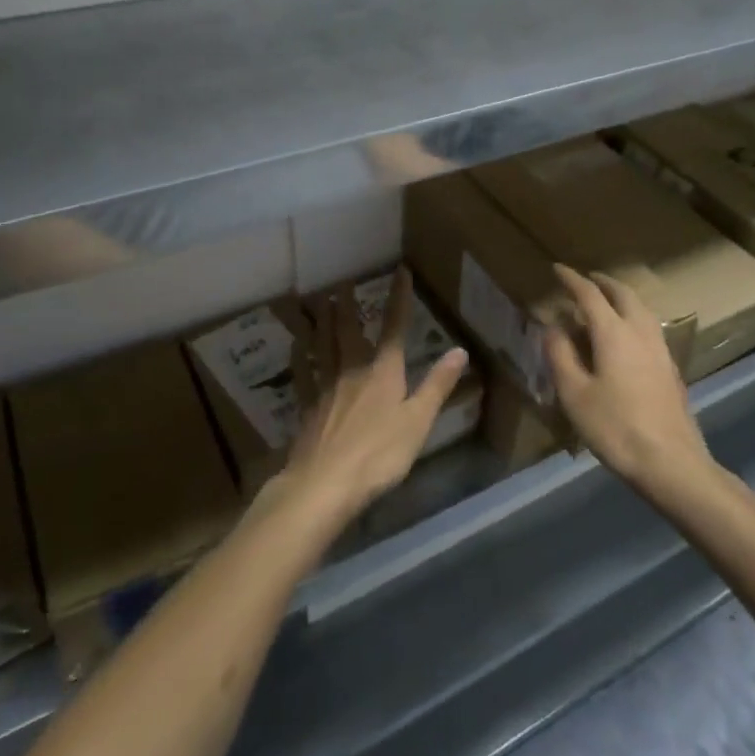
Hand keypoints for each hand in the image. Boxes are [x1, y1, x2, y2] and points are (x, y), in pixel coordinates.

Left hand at [282, 268, 468, 524]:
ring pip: (323, 346)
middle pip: (349, 331)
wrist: (325, 483)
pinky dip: (300, 357)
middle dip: (349, 305)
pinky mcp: (308, 408)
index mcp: (383, 372)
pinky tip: (295, 348)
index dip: (399, 299)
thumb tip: (459, 350)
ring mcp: (326, 388)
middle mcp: (353, 371)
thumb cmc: (379, 454)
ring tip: (320, 302)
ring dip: (323, 322)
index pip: (394, 328)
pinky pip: (303, 374)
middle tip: (343, 282)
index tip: (400, 272)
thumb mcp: (418, 421)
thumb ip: (437, 385)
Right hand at [544, 264, 713, 493]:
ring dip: (621, 298)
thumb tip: (553, 327)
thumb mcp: (574, 394)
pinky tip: (626, 336)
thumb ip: (560, 355)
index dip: (572, 280)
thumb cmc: (615, 427)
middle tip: (585, 280)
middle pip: (623, 294)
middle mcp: (640, 332)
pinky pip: (649, 327)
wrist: (671, 463)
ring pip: (641, 309)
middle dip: (602, 282)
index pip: (590, 295)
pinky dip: (633, 317)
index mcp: (614, 333)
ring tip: (605, 302)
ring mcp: (661, 350)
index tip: (557, 269)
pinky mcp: (671, 368)